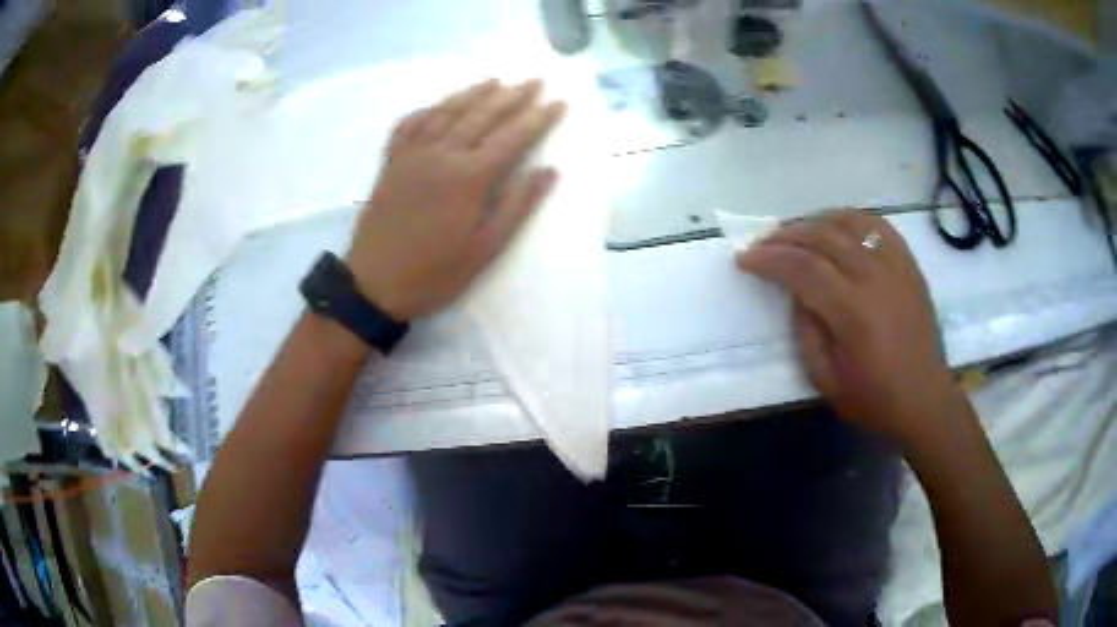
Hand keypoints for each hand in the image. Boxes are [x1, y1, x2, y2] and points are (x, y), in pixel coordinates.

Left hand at [347, 79, 565, 320]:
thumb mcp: (485, 249)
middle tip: (533, 81)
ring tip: (494, 81)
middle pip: (481, 115)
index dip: (538, 118)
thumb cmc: (435, 274)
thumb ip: (517, 205)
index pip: (513, 137)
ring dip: (473, 94)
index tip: (558, 102)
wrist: (373, 285)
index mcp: (469, 177)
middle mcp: (441, 154)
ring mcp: (412, 155)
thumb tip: (548, 170)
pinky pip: (408, 125)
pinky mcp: (390, 163)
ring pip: (446, 112)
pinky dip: (427, 110)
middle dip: (512, 96)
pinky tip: (437, 105)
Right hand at [737, 210, 961, 445]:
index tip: (745, 259)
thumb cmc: (873, 398)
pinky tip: (837, 227)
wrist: (924, 399)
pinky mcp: (909, 264)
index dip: (769, 259)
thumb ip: (805, 331)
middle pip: (823, 236)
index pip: (802, 268)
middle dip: (785, 235)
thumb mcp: (825, 379)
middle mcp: (875, 277)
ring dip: (816, 221)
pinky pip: (877, 225)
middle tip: (763, 243)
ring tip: (797, 232)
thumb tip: (796, 294)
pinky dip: (851, 219)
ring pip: (849, 222)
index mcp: (852, 311)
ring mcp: (896, 265)